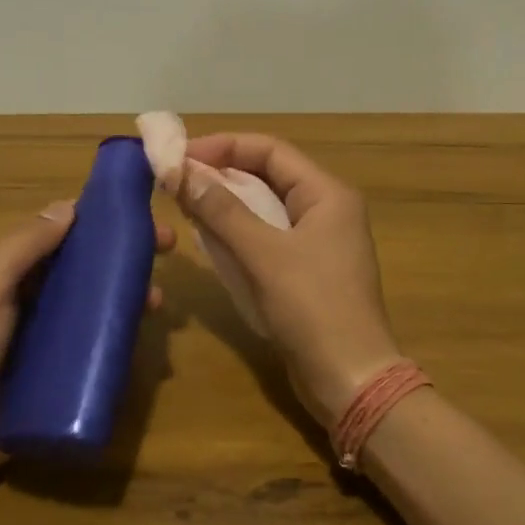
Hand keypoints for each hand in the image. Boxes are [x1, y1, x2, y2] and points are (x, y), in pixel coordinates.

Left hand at [0, 200, 174, 502]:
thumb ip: (22, 249)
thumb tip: (70, 207)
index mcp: (11, 278)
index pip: (62, 239)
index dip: (100, 224)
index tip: (140, 215)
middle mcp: (32, 307)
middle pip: (86, 277)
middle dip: (124, 264)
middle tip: (167, 257)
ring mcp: (45, 350)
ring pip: (96, 318)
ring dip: (127, 306)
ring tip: (157, 306)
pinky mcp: (56, 388)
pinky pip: (94, 364)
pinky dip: (119, 354)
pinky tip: (144, 352)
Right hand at [177, 134, 401, 425]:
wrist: (349, 378)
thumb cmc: (312, 307)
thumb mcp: (263, 254)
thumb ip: (222, 211)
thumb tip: (182, 171)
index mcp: (327, 194)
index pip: (270, 150)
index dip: (223, 147)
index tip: (179, 157)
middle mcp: (326, 210)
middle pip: (267, 176)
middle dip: (221, 175)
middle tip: (175, 181)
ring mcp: (318, 243)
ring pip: (265, 209)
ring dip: (226, 205)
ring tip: (184, 206)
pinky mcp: (307, 273)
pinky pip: (267, 239)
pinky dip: (238, 235)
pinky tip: (209, 241)